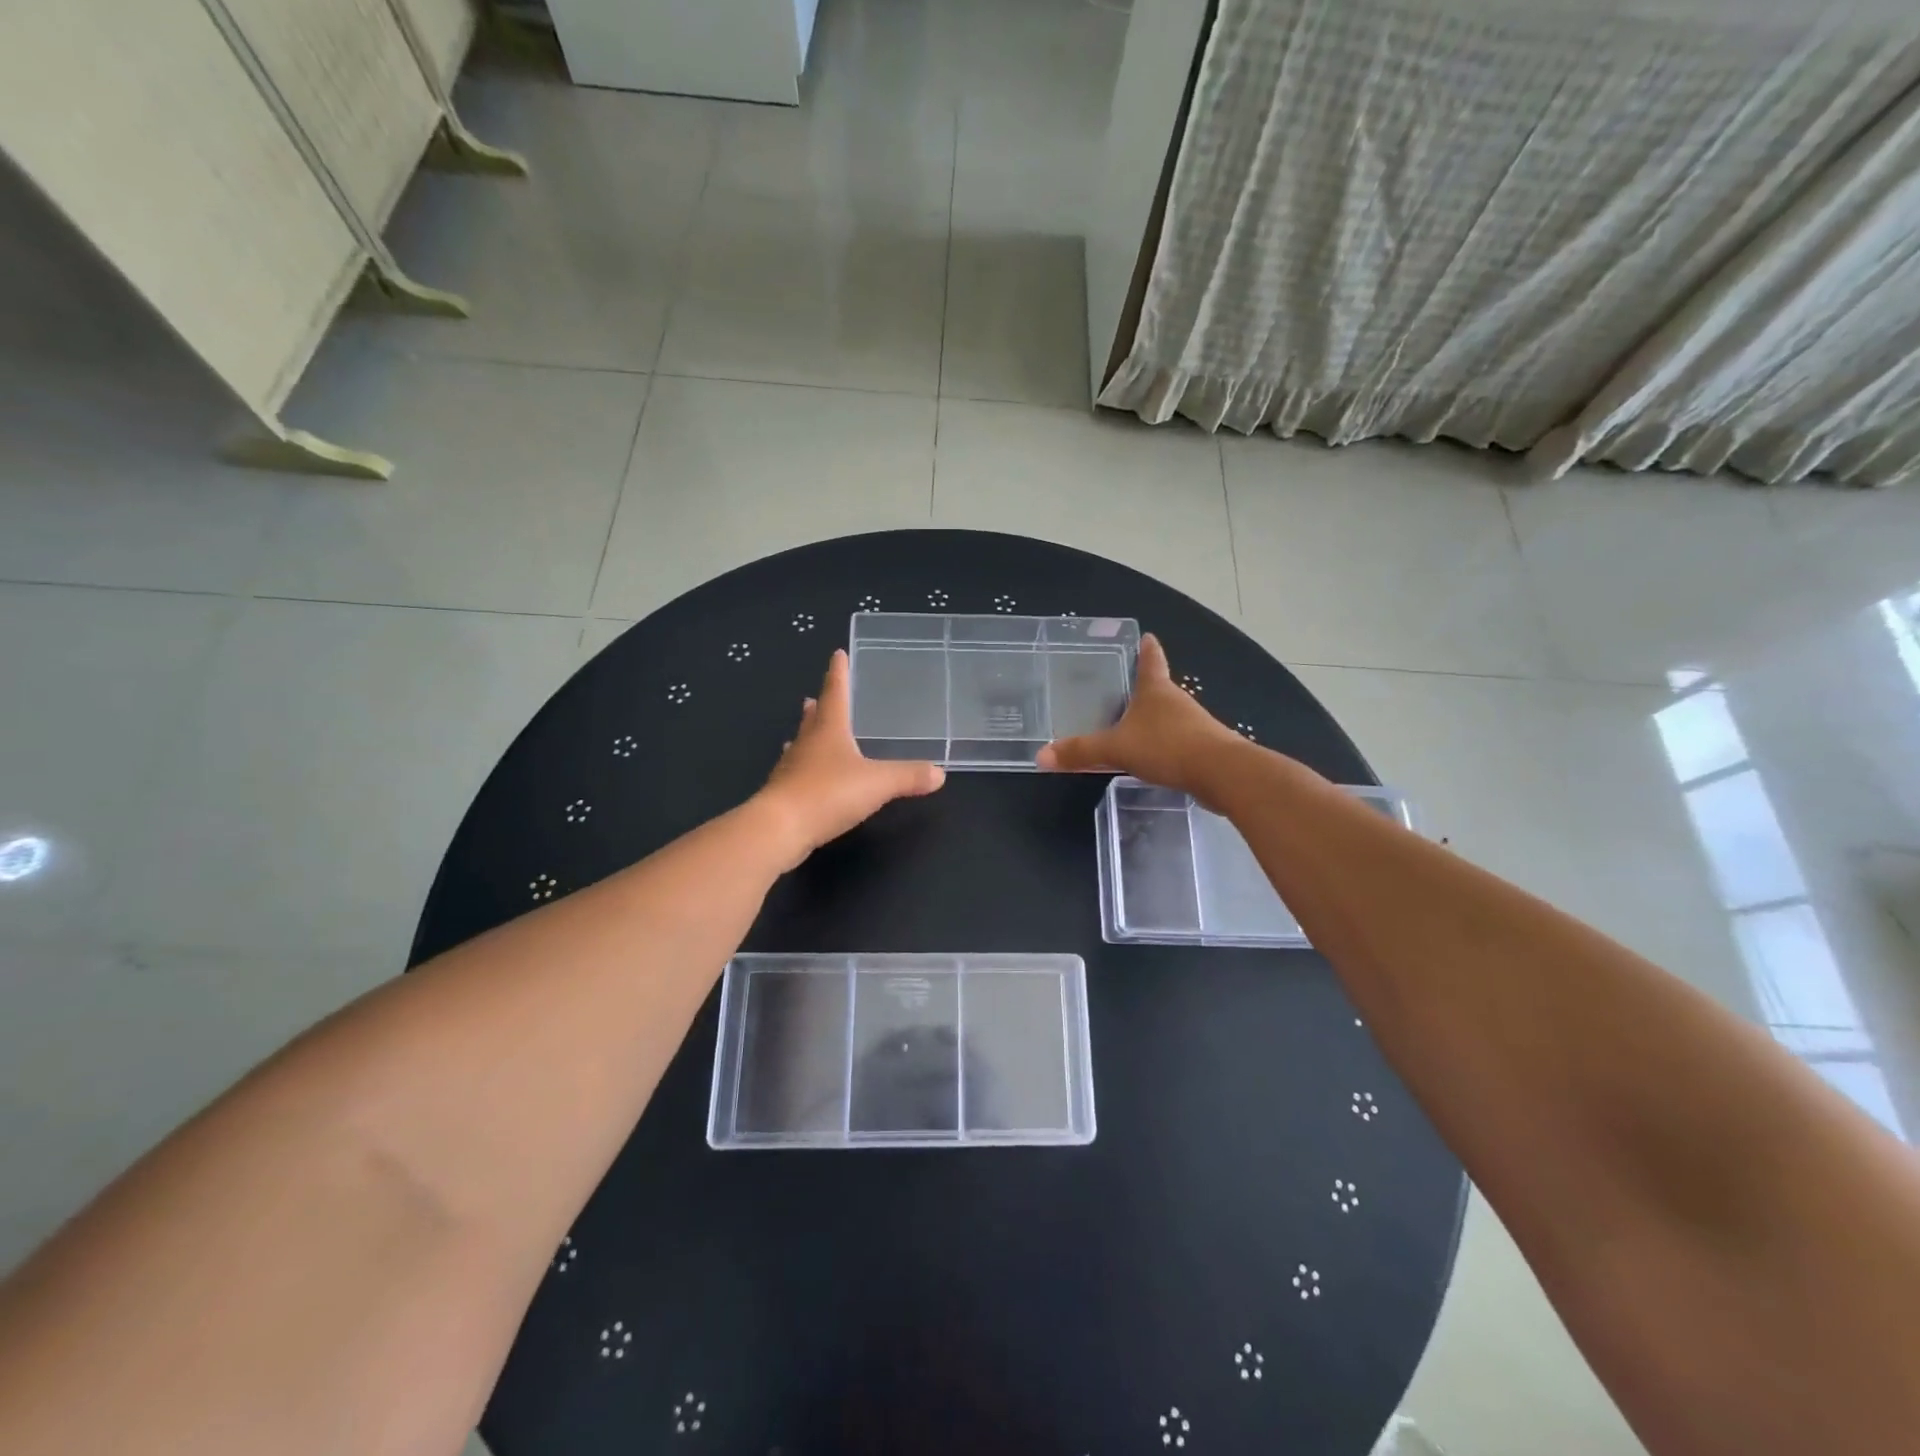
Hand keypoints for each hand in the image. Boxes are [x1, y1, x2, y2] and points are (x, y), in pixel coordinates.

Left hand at [755, 649, 945, 868]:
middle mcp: (807, 743)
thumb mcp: (877, 783)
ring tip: (810, 730)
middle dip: (819, 706)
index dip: (839, 673)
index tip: (838, 654)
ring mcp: (791, 769)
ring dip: (808, 735)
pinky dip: (805, 767)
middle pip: (813, 718)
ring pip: (801, 744)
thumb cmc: (828, 794)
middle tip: (816, 697)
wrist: (779, 828)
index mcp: (829, 730)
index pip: (835, 693)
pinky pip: (797, 772)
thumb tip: (939, 773)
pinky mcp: (784, 794)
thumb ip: (909, 776)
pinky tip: (806, 775)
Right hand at [1037, 634, 1242, 800]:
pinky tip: (1157, 757)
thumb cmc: (1166, 747)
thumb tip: (1040, 757)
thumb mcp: (1116, 749)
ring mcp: (1195, 724)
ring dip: (1157, 719)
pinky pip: (1180, 741)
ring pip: (1171, 716)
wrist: (1221, 773)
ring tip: (1138, 726)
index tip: (1148, 637)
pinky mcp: (1205, 748)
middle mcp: (1178, 701)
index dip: (1147, 650)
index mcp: (1156, 691)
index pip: (1151, 661)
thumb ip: (1081, 752)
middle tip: (1128, 688)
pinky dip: (1167, 744)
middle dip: (1147, 688)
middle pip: (1161, 689)